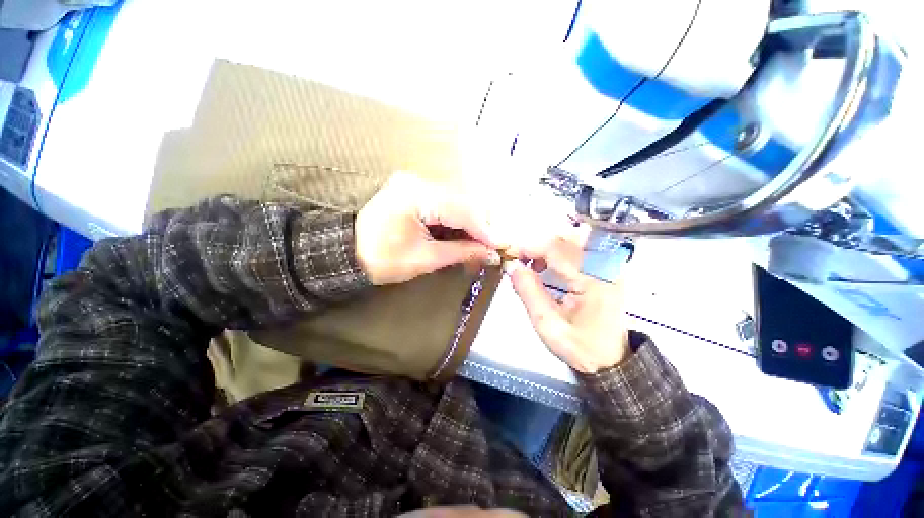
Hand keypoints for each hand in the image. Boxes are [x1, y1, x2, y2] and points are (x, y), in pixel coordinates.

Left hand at [355, 172, 506, 285]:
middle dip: (482, 227)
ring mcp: (417, 183)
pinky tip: (467, 235)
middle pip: (464, 202)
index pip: (462, 209)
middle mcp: (418, 181)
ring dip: (473, 224)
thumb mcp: (424, 259)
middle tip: (492, 248)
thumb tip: (491, 253)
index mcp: (415, 195)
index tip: (501, 246)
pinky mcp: (418, 190)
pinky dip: (460, 220)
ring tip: (481, 245)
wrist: (349, 251)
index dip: (484, 229)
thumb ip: (461, 252)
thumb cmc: (382, 260)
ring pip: (459, 202)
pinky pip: (448, 204)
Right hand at [506, 224, 628, 373]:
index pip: (558, 248)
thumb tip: (511, 266)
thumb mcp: (547, 324)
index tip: (510, 255)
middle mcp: (605, 267)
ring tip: (533, 265)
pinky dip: (558, 250)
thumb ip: (528, 292)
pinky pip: (579, 247)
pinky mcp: (606, 268)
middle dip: (538, 244)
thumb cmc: (580, 347)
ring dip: (548, 246)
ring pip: (573, 238)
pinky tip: (547, 265)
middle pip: (567, 236)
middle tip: (520, 260)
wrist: (611, 360)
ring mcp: (608, 265)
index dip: (530, 247)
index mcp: (593, 281)